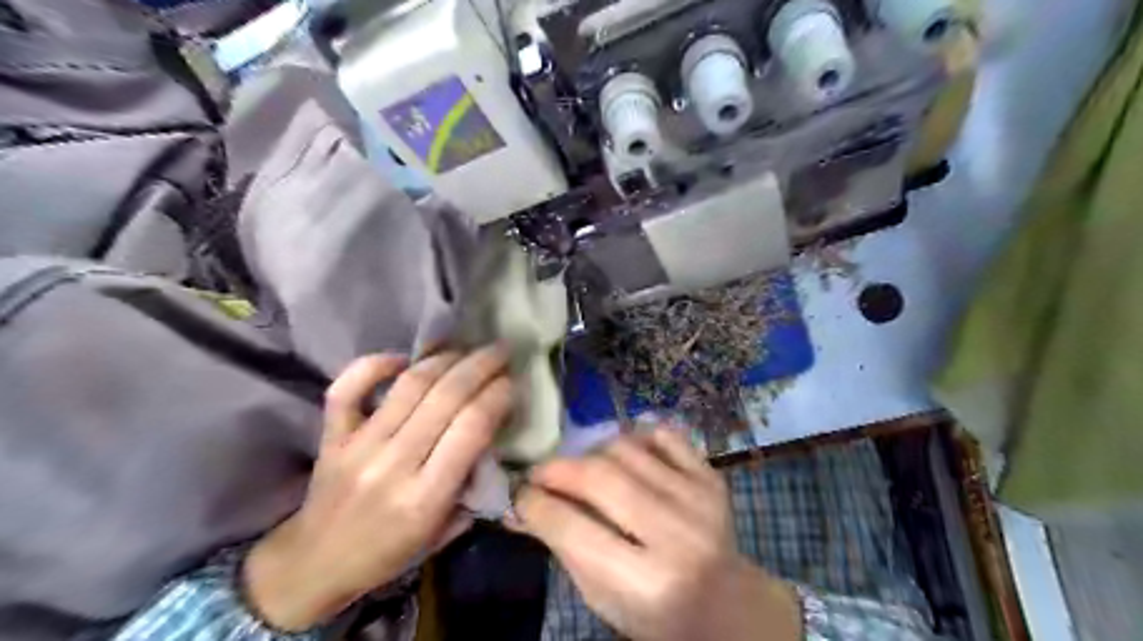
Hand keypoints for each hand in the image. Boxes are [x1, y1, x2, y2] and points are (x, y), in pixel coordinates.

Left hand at [246, 345, 512, 629]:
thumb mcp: (444, 532)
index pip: (471, 428)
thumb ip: (473, 486)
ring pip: (409, 385)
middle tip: (501, 350)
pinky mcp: (331, 435)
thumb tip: (494, 437)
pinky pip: (348, 387)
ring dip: (444, 359)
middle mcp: (392, 464)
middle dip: (481, 366)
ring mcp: (357, 445)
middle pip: (446, 397)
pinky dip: (375, 363)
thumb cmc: (388, 553)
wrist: (314, 565)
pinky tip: (403, 359)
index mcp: (425, 497)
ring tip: (467, 349)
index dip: (497, 396)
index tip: (513, 381)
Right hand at [519, 428, 801, 639]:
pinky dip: (636, 437)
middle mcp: (676, 535)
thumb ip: (563, 547)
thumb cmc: (654, 611)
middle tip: (540, 473)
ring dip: (593, 453)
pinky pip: (664, 434)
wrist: (726, 602)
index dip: (537, 505)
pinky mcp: (712, 477)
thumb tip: (519, 505)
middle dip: (558, 469)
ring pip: (627, 449)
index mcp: (647, 583)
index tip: (519, 494)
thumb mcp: (603, 598)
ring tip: (584, 469)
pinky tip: (625, 455)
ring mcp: (698, 499)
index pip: (576, 529)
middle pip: (601, 479)